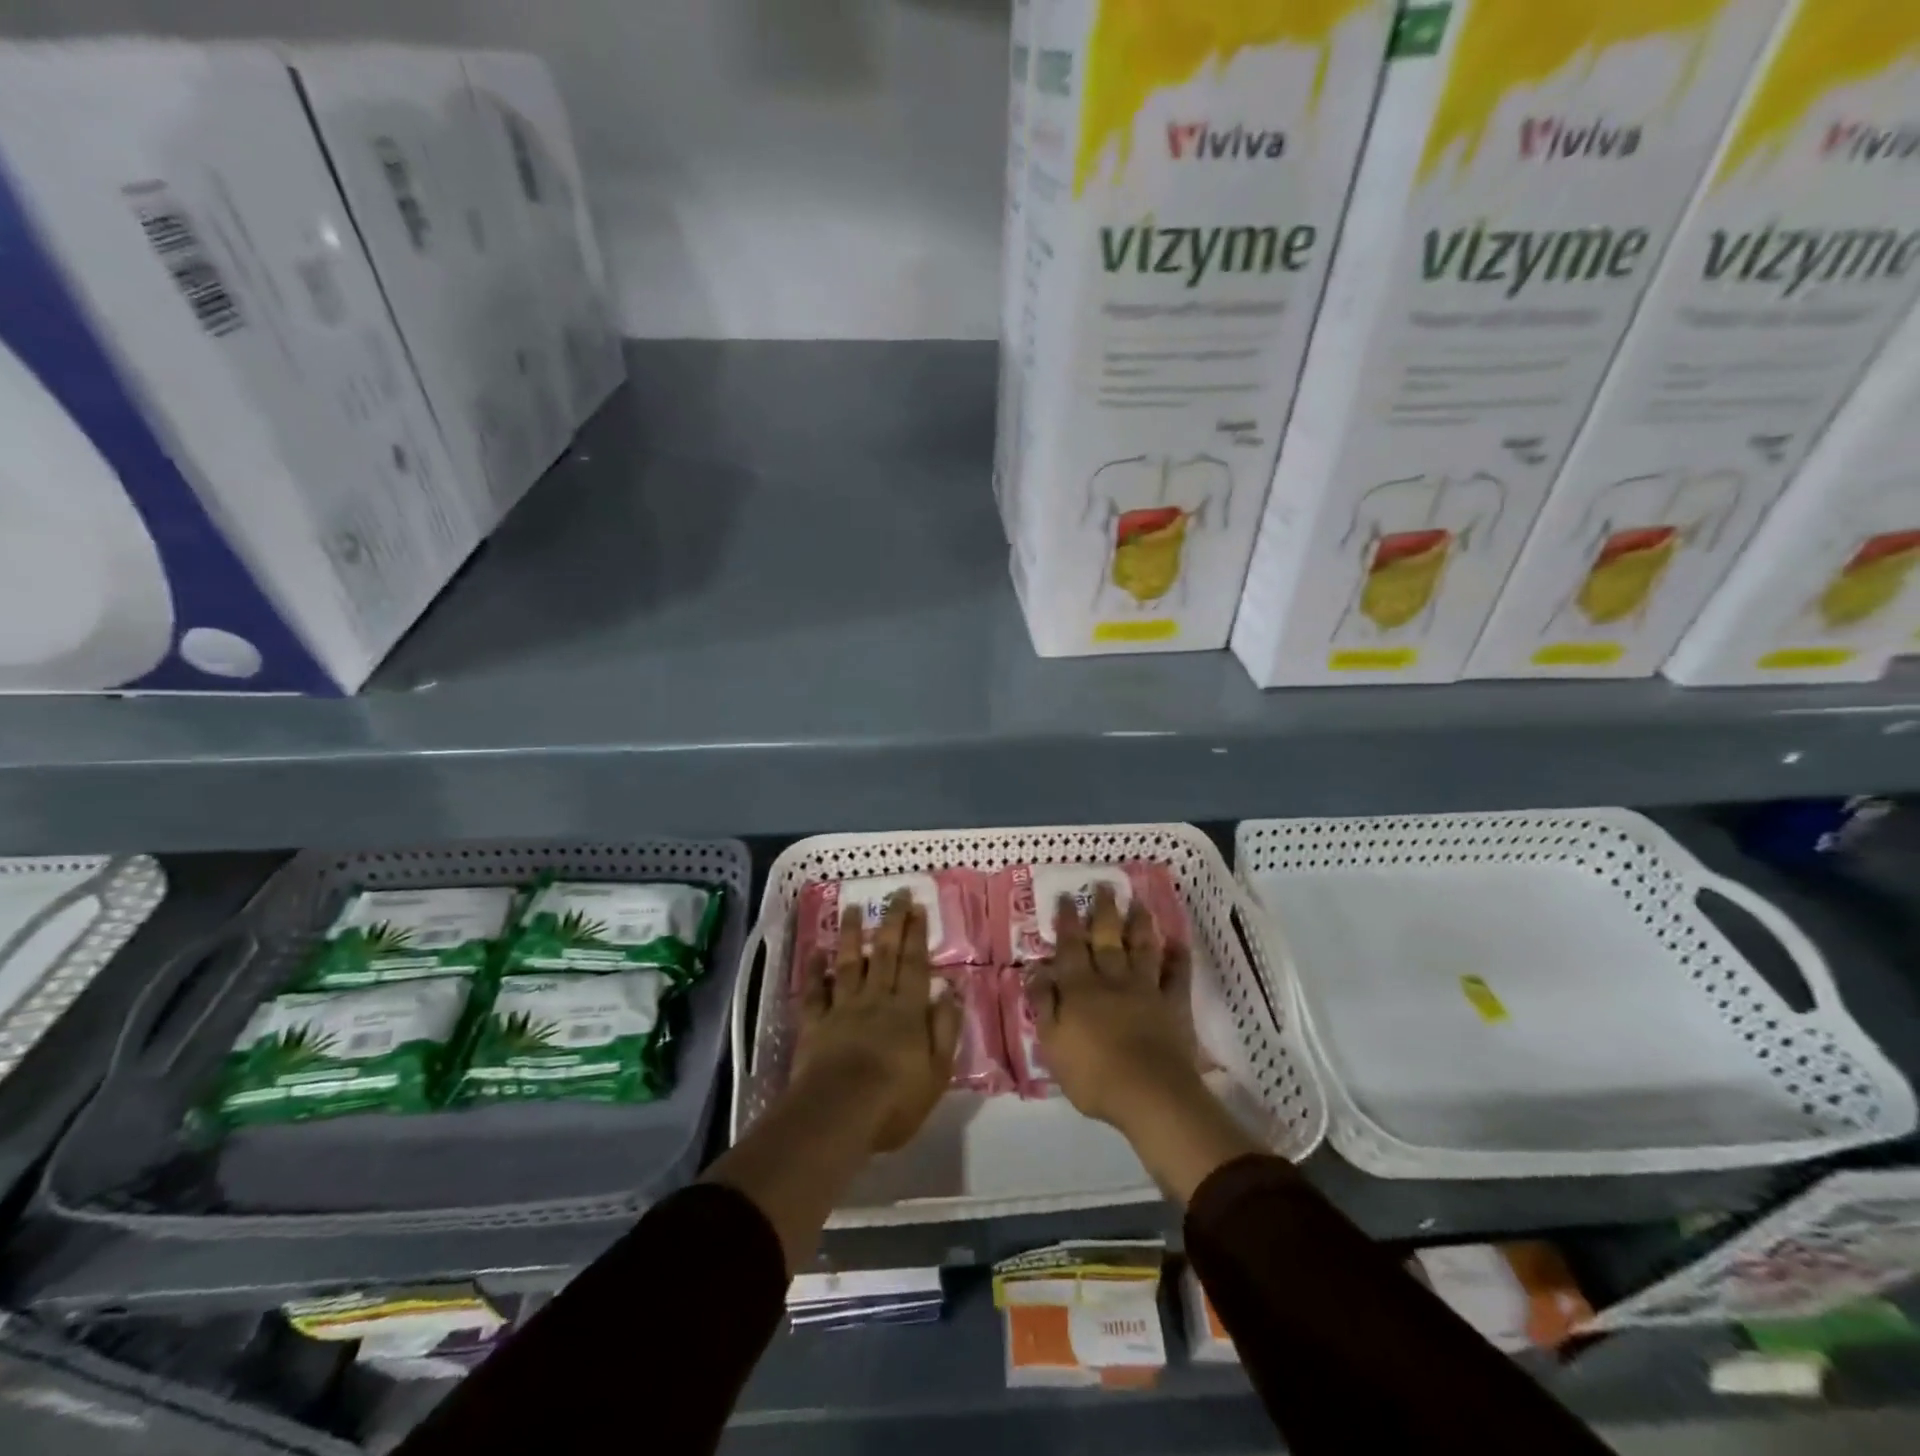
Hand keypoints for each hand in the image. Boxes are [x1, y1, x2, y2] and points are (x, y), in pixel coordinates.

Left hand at [790, 892, 961, 1152]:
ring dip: (853, 935)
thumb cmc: (895, 1100)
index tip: (918, 906)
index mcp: (907, 1011)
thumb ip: (945, 1028)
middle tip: (896, 893)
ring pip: (849, 963)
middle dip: (892, 921)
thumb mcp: (937, 1071)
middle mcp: (875, 1000)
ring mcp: (842, 1009)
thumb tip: (950, 989)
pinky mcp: (815, 1025)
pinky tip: (816, 952)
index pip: (915, 964)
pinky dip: (814, 971)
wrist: (838, 1116)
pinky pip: (814, 992)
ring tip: (854, 908)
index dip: (917, 934)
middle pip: (885, 954)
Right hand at [1030, 885, 1203, 1132]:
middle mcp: (1112, 979)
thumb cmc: (1092, 1074)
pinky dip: (1178, 958)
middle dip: (1104, 910)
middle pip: (1107, 938)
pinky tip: (1178, 943)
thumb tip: (1035, 970)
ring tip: (1138, 903)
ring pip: (1142, 948)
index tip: (1067, 896)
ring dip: (1140, 924)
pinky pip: (1177, 976)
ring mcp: (1146, 989)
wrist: (1149, 1094)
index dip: (1067, 922)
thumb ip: (1044, 1004)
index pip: (1070, 947)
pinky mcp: (1173, 1005)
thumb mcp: (1052, 1043)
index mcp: (1080, 988)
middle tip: (1104, 885)